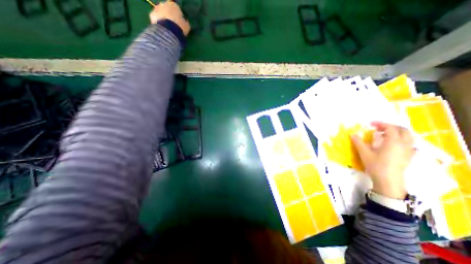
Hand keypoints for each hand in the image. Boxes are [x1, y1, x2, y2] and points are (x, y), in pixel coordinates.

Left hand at [148, 0, 188, 35]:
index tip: (179, 22)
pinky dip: (158, 22)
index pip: (176, 9)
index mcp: (174, 5)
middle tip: (172, 25)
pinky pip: (156, 18)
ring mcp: (157, 8)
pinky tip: (162, 29)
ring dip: (163, 18)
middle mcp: (164, 3)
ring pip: (161, 13)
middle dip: (169, 15)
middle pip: (167, 9)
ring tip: (167, 28)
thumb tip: (185, 21)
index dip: (178, 16)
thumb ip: (186, 22)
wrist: (169, 31)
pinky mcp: (152, 14)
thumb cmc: (180, 27)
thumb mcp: (187, 26)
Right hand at [351, 123, 412, 198]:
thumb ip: (358, 142)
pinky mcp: (409, 156)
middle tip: (379, 127)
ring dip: (397, 132)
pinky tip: (393, 144)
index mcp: (393, 142)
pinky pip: (409, 143)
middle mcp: (404, 144)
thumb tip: (352, 134)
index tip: (370, 124)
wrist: (388, 181)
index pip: (390, 128)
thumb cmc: (376, 165)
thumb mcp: (364, 153)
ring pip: (409, 136)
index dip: (380, 123)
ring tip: (385, 134)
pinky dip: (401, 139)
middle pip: (403, 130)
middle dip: (391, 126)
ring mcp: (409, 151)